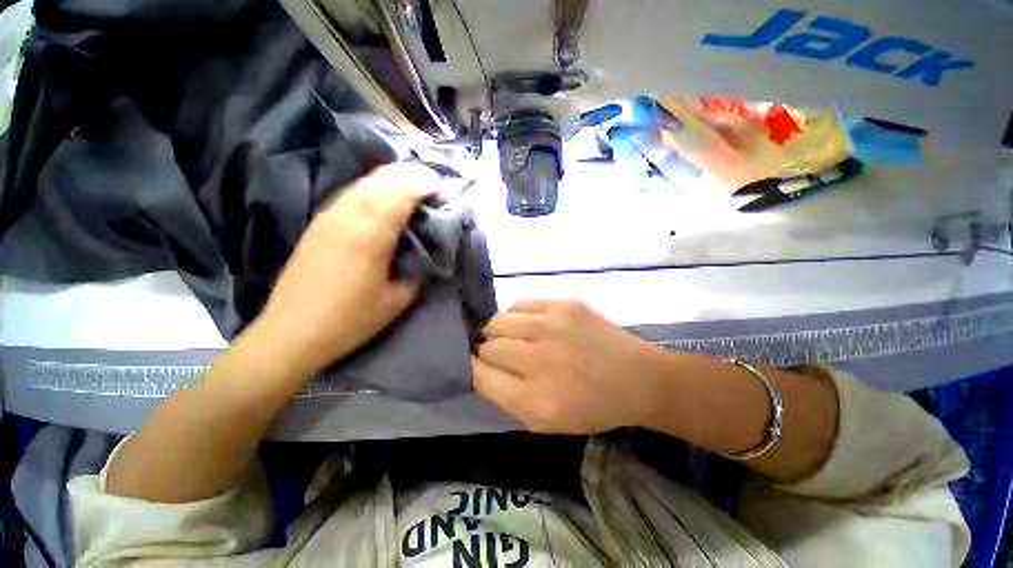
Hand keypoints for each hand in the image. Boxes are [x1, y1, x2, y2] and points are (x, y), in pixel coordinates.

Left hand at [247, 163, 438, 377]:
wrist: (292, 332)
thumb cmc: (349, 321)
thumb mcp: (396, 302)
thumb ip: (416, 271)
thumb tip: (428, 253)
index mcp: (369, 237)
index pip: (399, 194)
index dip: (423, 184)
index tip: (442, 187)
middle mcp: (346, 217)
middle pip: (381, 180)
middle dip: (410, 174)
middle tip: (432, 182)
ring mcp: (328, 217)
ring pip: (363, 182)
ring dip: (392, 177)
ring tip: (413, 183)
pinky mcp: (319, 223)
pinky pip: (351, 192)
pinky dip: (373, 186)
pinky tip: (384, 196)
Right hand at [472, 299, 665, 433]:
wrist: (636, 378)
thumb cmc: (592, 407)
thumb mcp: (546, 422)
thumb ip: (508, 398)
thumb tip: (482, 369)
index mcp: (535, 399)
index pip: (481, 376)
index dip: (474, 370)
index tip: (478, 367)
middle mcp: (540, 359)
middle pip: (488, 347)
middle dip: (486, 352)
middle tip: (498, 354)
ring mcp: (552, 326)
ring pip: (499, 321)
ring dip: (497, 331)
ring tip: (507, 336)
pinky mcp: (564, 304)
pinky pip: (520, 304)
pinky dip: (515, 315)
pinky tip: (524, 323)